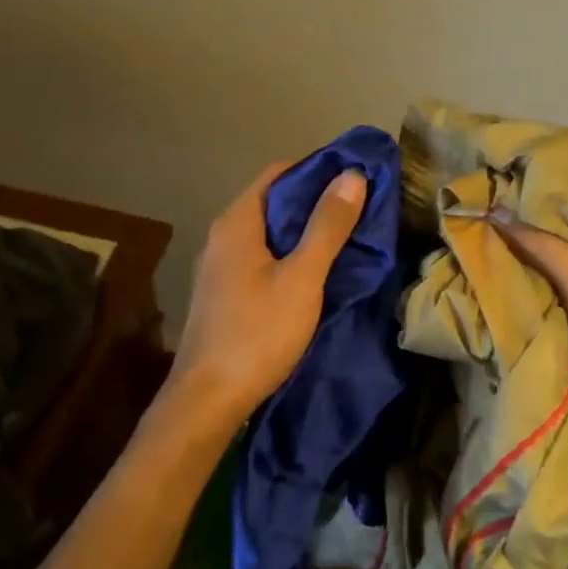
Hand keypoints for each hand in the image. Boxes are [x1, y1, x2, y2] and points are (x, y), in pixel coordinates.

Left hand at [167, 161, 365, 424]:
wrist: (208, 398)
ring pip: (267, 234)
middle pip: (272, 202)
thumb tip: (351, 175)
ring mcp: (219, 267)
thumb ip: (327, 227)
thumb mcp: (302, 278)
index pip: (278, 173)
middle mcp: (222, 236)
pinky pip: (260, 259)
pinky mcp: (222, 294)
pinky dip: (288, 256)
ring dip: (303, 232)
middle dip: (314, 202)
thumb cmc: (257, 333)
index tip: (355, 178)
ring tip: (345, 239)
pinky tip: (314, 274)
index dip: (317, 170)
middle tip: (359, 210)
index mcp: (237, 222)